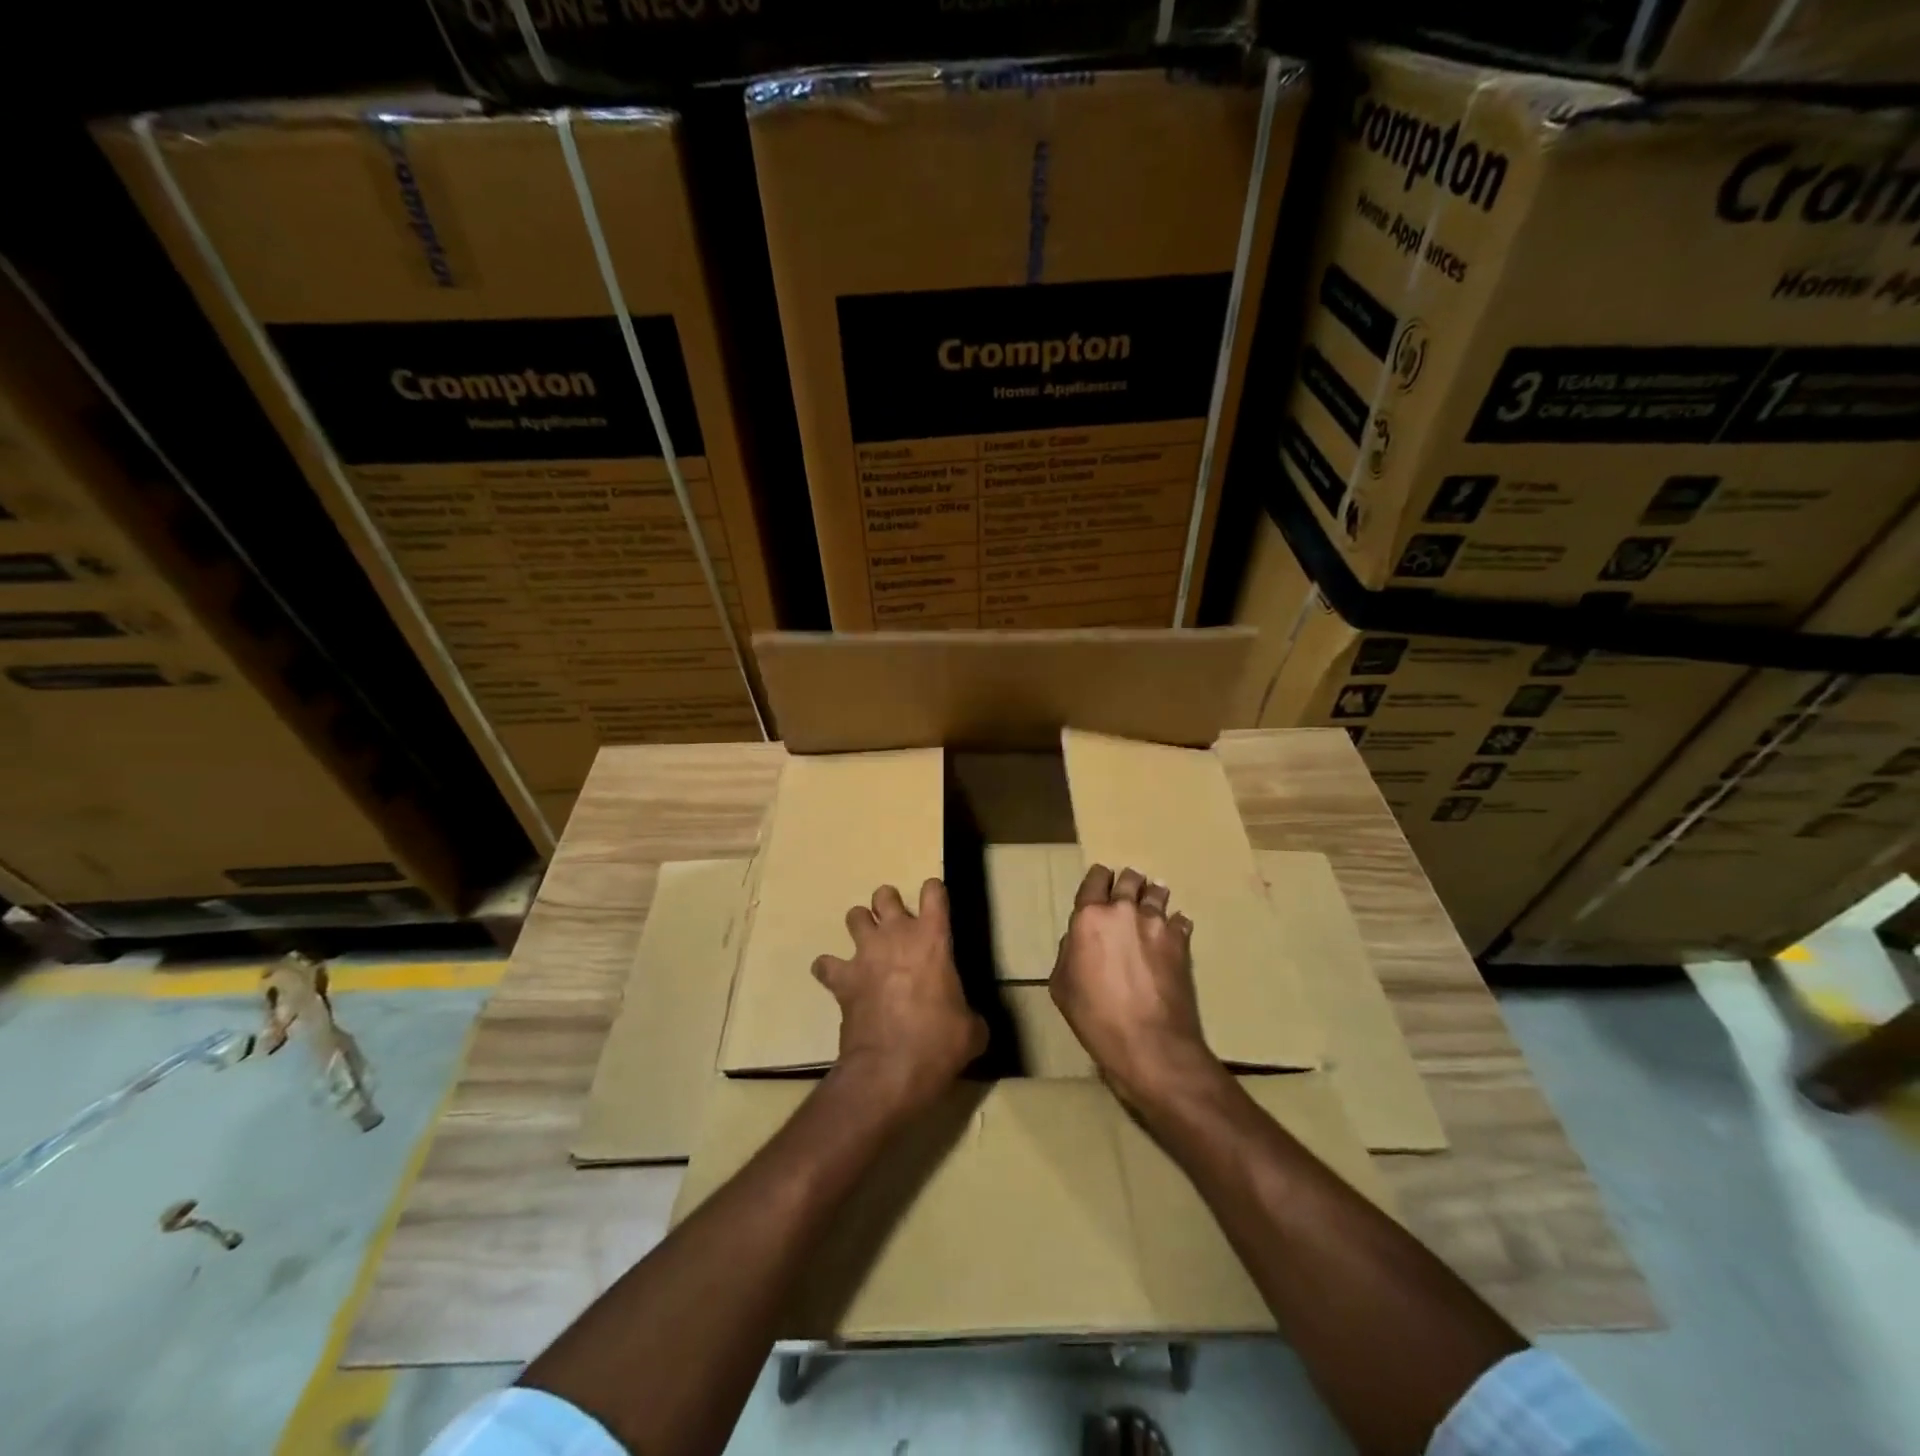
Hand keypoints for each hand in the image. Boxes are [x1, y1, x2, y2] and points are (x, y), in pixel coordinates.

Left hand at [813, 879, 986, 1113]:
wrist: (891, 1069)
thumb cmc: (939, 1043)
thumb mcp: (971, 1030)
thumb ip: (969, 1015)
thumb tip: (969, 1023)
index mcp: (933, 938)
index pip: (934, 892)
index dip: (934, 892)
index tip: (935, 902)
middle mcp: (896, 935)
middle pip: (885, 895)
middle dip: (889, 904)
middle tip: (897, 925)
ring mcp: (865, 955)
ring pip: (854, 916)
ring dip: (861, 927)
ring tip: (868, 945)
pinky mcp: (842, 979)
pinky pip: (825, 964)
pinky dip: (829, 969)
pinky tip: (837, 979)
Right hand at [1050, 864, 1222, 1109]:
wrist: (1148, 1042)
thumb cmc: (1095, 1016)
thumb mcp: (1061, 985)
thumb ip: (1068, 952)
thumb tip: (1079, 939)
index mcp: (1089, 917)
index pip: (1094, 879)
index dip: (1097, 879)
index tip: (1100, 883)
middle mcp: (1123, 910)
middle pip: (1128, 879)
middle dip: (1127, 882)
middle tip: (1126, 892)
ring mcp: (1156, 923)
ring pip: (1156, 892)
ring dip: (1152, 895)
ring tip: (1152, 902)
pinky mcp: (1181, 941)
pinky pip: (1179, 920)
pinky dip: (1174, 923)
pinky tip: (1172, 933)